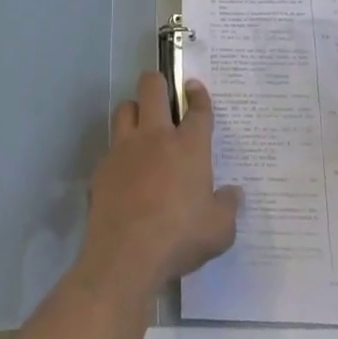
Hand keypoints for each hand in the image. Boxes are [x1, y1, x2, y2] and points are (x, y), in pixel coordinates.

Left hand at [77, 71, 240, 302]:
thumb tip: (234, 194)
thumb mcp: (219, 231)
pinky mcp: (102, 167)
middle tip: (164, 95)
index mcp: (189, 146)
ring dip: (134, 111)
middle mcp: (155, 136)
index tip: (194, 88)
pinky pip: (110, 147)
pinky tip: (125, 172)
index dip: (198, 94)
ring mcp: (124, 148)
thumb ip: (228, 207)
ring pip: (125, 108)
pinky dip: (119, 153)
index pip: (198, 109)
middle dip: (158, 82)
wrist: (125, 256)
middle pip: (152, 87)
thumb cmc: (179, 238)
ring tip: (142, 128)